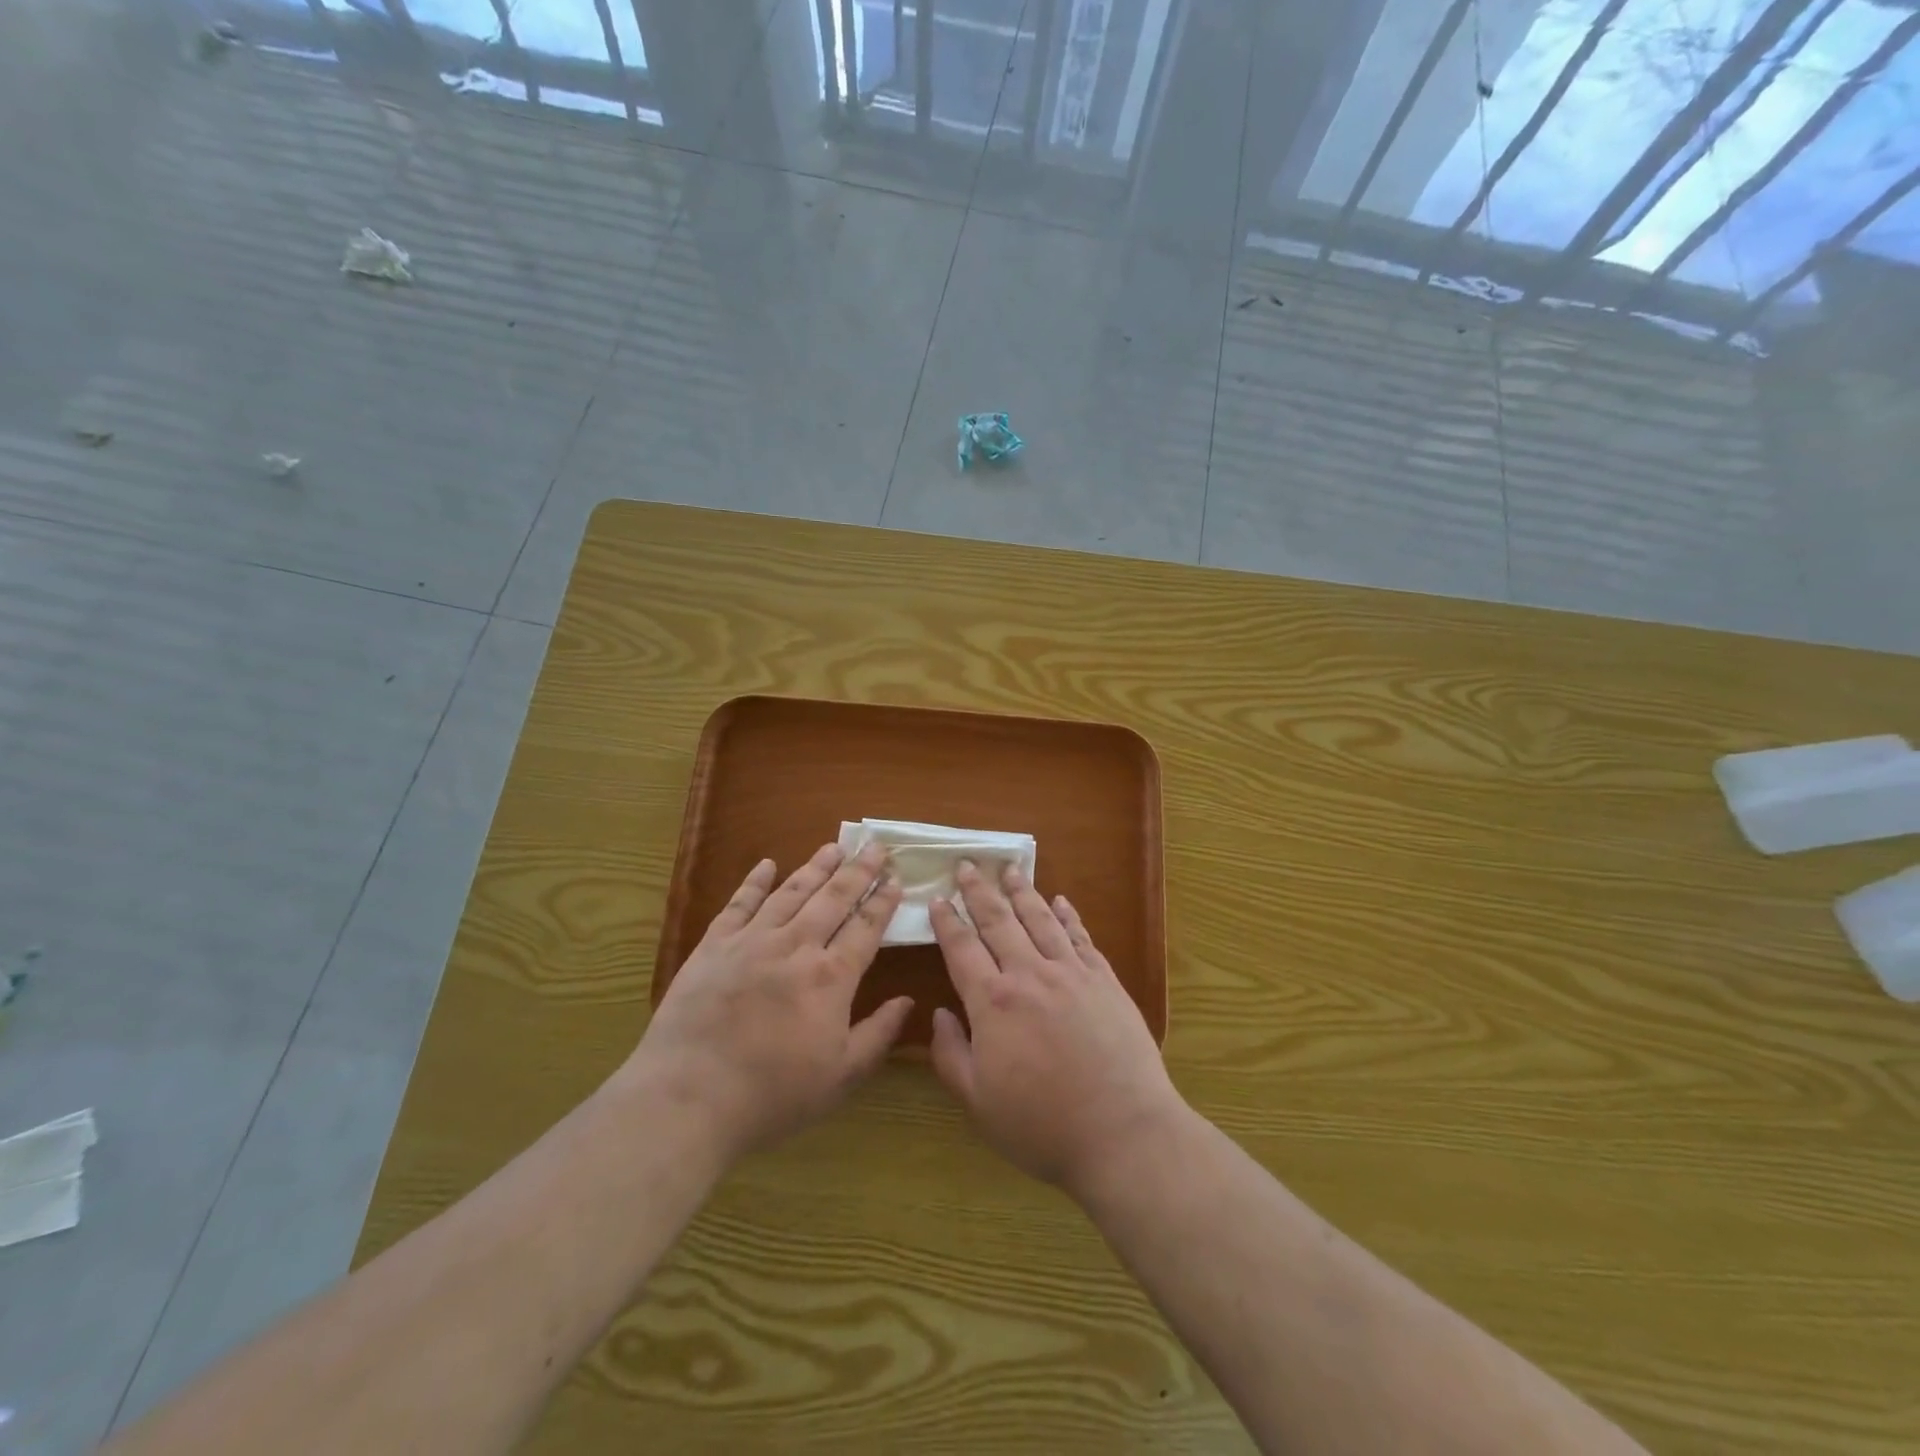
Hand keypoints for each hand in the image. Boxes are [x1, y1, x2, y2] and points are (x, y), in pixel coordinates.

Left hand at [627, 842, 911, 1160]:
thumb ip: (878, 1035)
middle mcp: (796, 947)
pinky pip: (739, 904)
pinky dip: (755, 882)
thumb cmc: (772, 1095)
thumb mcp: (840, 1077)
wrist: (688, 1099)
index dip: (882, 901)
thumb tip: (907, 1001)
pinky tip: (767, 864)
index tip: (896, 878)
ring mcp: (752, 941)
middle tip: (874, 846)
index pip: (865, 928)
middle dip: (858, 870)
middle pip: (833, 898)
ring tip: (834, 846)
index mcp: (830, 977)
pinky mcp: (713, 946)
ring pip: (792, 892)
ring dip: (816, 867)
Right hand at [929, 862, 1181, 1193]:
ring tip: (1009, 869)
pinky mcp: (1105, 980)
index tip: (937, 899)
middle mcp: (1030, 975)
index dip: (947, 922)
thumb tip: (940, 1014)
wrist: (1122, 1132)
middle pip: (998, 921)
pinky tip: (1060, 900)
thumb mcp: (978, 1102)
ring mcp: (1071, 973)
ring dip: (1021, 891)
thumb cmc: (1042, 1125)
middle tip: (967, 865)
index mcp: (993, 1002)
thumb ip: (951, 1054)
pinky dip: (1067, 915)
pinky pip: (1080, 936)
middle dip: (979, 891)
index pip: (962, 949)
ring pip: (1039, 919)